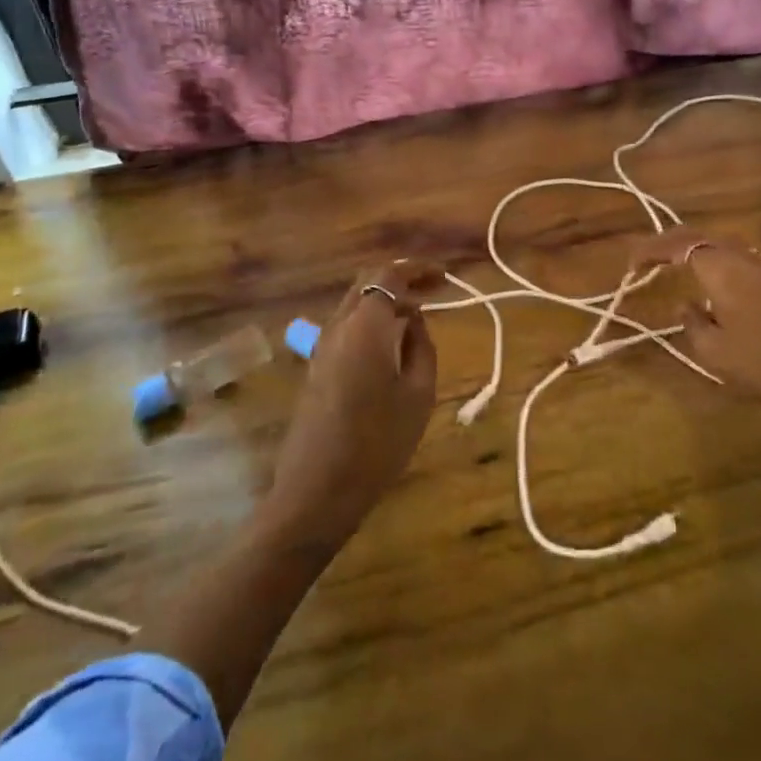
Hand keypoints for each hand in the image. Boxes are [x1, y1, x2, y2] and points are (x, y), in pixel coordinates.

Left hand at [261, 259, 441, 549]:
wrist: (317, 490)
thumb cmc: (377, 442)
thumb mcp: (418, 395)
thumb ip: (421, 347)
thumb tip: (414, 320)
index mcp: (364, 327)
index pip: (388, 276)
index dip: (418, 270)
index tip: (444, 277)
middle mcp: (337, 327)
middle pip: (366, 284)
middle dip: (400, 280)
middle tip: (433, 290)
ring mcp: (321, 347)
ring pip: (354, 305)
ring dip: (384, 301)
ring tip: (417, 315)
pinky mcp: (315, 368)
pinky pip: (346, 328)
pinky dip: (371, 321)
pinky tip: (391, 342)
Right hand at [633, 228, 760, 448]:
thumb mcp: (715, 353)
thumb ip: (692, 323)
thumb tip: (685, 304)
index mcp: (722, 271)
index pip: (680, 246)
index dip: (652, 249)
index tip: (631, 262)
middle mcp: (743, 261)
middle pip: (702, 236)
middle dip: (671, 242)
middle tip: (648, 256)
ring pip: (723, 245)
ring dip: (695, 249)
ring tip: (675, 264)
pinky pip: (738, 259)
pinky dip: (715, 261)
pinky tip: (712, 283)